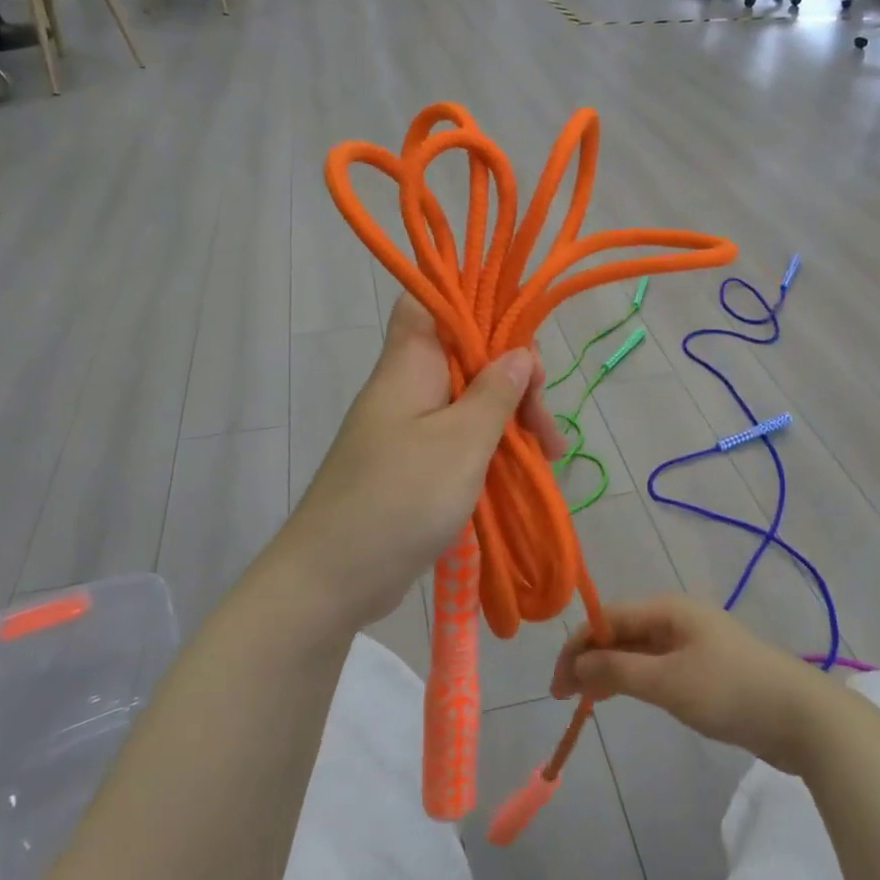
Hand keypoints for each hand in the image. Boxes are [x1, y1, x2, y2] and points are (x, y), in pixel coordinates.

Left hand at [266, 295, 563, 631]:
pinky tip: (521, 469)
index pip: (434, 300)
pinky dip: (491, 447)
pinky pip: (459, 437)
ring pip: (469, 400)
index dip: (478, 303)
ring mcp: (409, 426)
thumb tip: (519, 352)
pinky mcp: (412, 462)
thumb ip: (495, 393)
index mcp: (410, 363)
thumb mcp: (461, 443)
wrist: (332, 578)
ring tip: (547, 456)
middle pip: (466, 355)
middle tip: (545, 427)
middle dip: (514, 380)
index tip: (523, 341)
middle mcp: (407, 385)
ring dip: (509, 419)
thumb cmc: (399, 499)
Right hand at [551, 596, 842, 773]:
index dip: (577, 647)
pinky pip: (658, 667)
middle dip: (590, 659)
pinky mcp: (706, 669)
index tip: (557, 686)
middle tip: (566, 698)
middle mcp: (677, 618)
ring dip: (610, 671)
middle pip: (621, 632)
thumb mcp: (667, 682)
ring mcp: (694, 643)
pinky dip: (634, 680)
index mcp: (668, 609)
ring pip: (638, 651)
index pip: (607, 618)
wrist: (803, 718)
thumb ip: (617, 670)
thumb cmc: (730, 691)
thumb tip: (576, 662)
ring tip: (586, 701)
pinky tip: (624, 696)